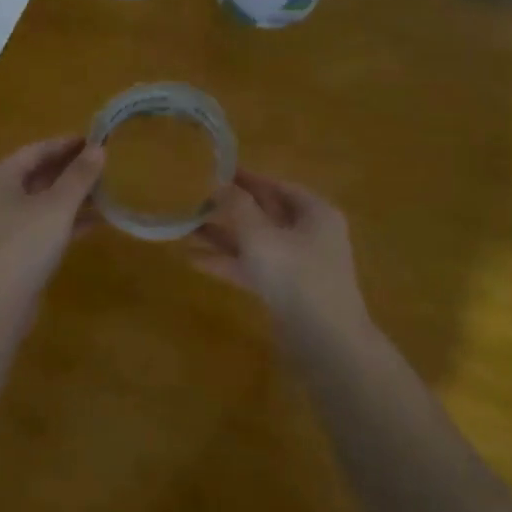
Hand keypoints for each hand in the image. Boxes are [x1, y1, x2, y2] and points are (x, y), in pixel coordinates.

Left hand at [0, 137, 104, 312]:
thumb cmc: (23, 245)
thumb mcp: (57, 206)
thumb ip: (79, 176)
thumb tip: (99, 148)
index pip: (36, 150)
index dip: (67, 144)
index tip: (97, 140)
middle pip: (37, 175)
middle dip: (71, 171)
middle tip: (105, 165)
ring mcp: (2, 227)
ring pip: (42, 203)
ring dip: (72, 197)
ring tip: (106, 192)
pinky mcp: (12, 253)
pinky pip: (43, 227)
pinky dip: (66, 222)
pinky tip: (95, 223)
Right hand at [191, 170, 369, 334]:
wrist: (325, 341)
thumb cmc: (296, 277)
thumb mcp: (261, 236)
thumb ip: (239, 208)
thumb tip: (221, 185)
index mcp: (315, 213)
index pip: (278, 186)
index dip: (248, 178)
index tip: (218, 170)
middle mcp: (309, 235)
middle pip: (266, 214)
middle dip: (231, 208)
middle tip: (197, 198)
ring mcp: (298, 265)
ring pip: (256, 243)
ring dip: (223, 236)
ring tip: (186, 227)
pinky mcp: (285, 292)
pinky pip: (253, 268)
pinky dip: (227, 263)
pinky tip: (193, 259)